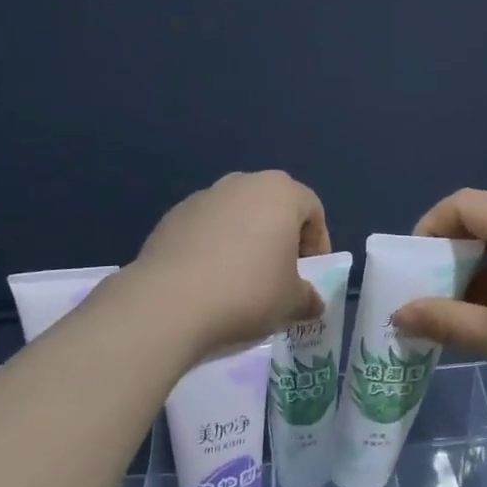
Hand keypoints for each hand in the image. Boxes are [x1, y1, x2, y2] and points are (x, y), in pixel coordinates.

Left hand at [129, 171, 332, 354]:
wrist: (168, 303)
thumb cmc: (247, 293)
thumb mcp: (292, 303)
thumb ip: (309, 298)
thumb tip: (311, 302)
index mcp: (280, 192)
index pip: (312, 210)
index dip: (318, 244)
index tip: (310, 276)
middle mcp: (242, 183)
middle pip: (273, 207)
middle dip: (280, 238)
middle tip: (279, 275)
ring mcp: (203, 197)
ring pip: (237, 215)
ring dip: (245, 241)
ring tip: (240, 280)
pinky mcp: (172, 216)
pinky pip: (206, 229)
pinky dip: (213, 248)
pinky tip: (208, 281)